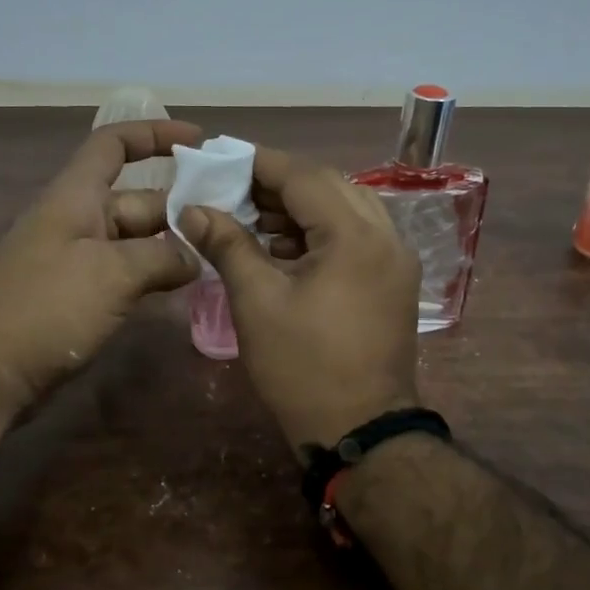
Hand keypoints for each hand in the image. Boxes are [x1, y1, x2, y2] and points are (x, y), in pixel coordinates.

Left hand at [0, 120, 202, 411]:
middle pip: (136, 198)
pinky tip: (184, 286)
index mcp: (76, 196)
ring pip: (135, 238)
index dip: (153, 135)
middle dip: (180, 205)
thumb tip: (194, 258)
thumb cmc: (48, 308)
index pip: (113, 144)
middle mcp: (76, 219)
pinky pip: (125, 270)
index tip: (198, 140)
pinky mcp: (78, 293)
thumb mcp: (113, 274)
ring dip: (172, 244)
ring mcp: (76, 259)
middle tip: (231, 222)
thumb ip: (162, 257)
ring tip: (219, 254)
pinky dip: (153, 272)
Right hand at [180, 147, 421, 447]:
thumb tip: (193, 209)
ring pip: (345, 210)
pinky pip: (356, 236)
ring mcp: (396, 260)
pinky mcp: (394, 281)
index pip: (304, 177)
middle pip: (329, 187)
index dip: (260, 164)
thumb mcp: (257, 302)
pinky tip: (283, 247)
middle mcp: (386, 236)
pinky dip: (320, 232)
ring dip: (300, 208)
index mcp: (356, 236)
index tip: (222, 158)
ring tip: (253, 218)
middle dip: (279, 184)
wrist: (360, 431)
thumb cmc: (303, 367)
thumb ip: (228, 245)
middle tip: (234, 190)